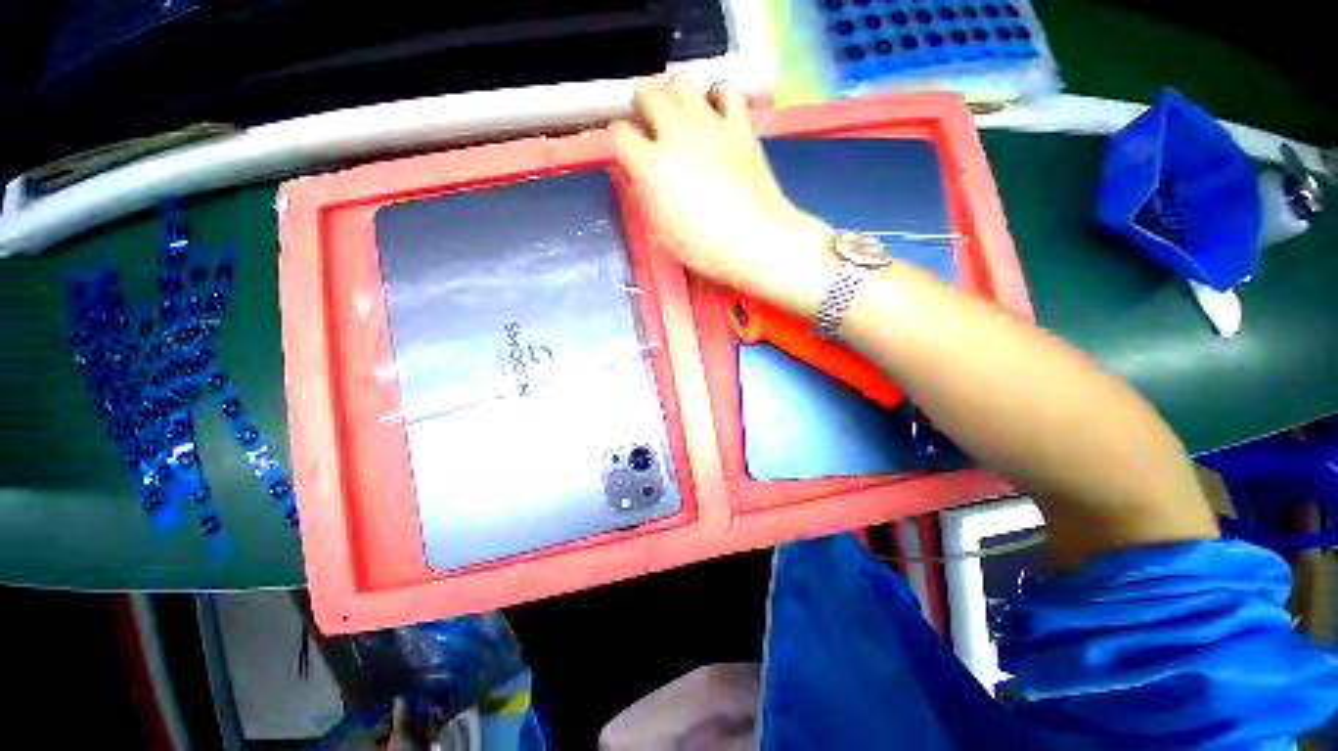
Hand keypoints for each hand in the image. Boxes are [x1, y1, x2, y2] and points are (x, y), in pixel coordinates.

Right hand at [611, 77, 835, 314]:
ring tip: (682, 117)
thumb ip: (645, 195)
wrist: (755, 240)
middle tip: (651, 124)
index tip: (628, 152)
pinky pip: (725, 89)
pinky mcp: (740, 125)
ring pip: (682, 82)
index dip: (620, 140)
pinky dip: (716, 96)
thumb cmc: (703, 246)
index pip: (620, 133)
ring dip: (675, 96)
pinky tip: (717, 114)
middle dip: (642, 104)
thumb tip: (640, 176)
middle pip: (647, 91)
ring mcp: (710, 124)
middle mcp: (675, 133)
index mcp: (651, 165)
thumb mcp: (661, 230)